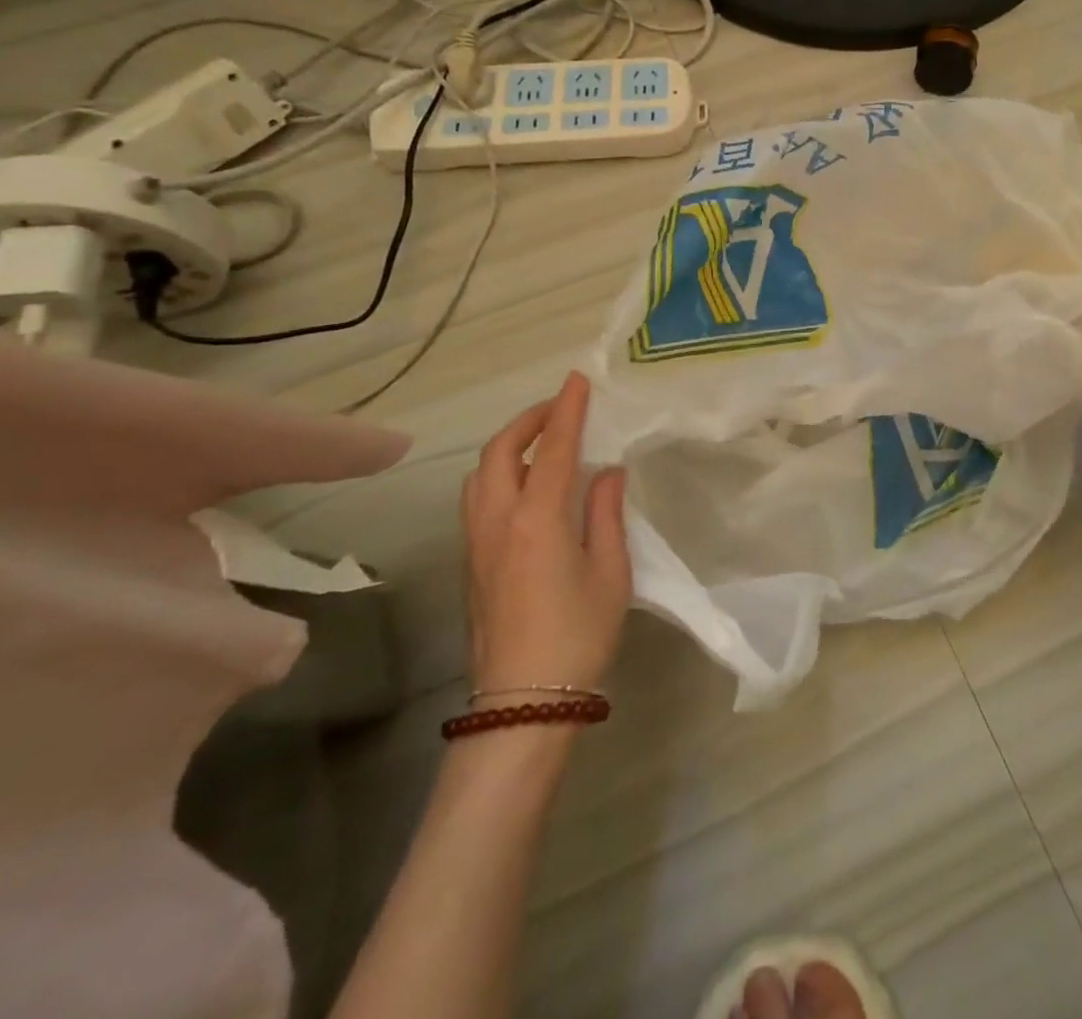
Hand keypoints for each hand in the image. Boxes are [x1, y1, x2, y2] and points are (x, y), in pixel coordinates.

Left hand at [461, 371, 630, 693]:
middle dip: (529, 421)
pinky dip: (499, 474)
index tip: (578, 381)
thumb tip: (607, 472)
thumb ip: (606, 514)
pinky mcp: (470, 563)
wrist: (524, 701)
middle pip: (500, 451)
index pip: (554, 449)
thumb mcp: (610, 572)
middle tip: (560, 410)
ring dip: (509, 446)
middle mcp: (498, 521)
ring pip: (480, 474)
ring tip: (542, 446)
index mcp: (537, 520)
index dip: (567, 411)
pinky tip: (526, 488)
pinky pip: (477, 499)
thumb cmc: (578, 634)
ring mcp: (476, 543)